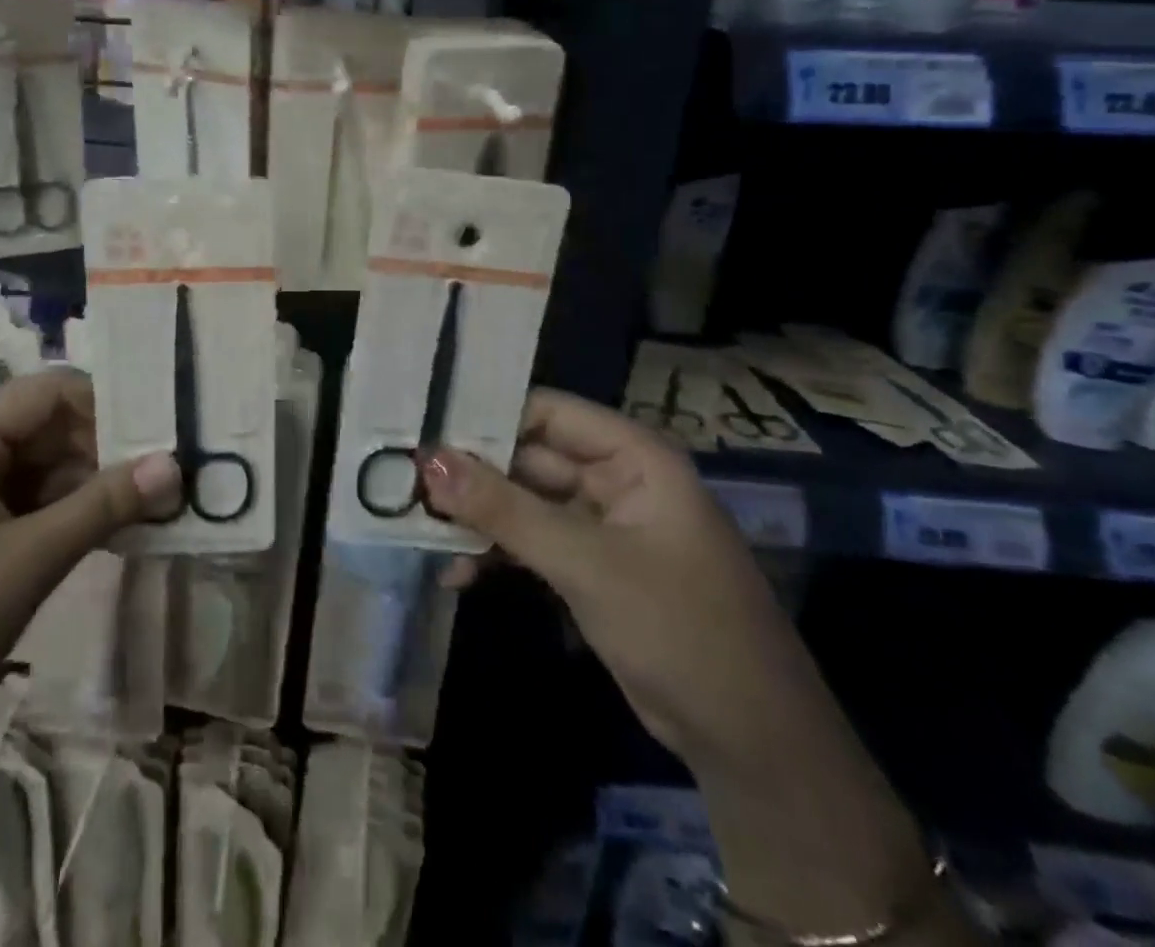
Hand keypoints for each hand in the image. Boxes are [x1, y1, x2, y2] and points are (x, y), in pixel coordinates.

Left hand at [0, 369, 178, 774]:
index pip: (53, 390)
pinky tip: (87, 538)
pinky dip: (52, 512)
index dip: (110, 408)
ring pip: (32, 464)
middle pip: (44, 425)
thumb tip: (174, 464)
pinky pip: (11, 497)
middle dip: (101, 453)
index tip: (159, 441)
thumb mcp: (31, 560)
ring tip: (133, 516)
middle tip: (157, 486)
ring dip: (81, 486)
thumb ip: (105, 505)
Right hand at [421, 388, 832, 773]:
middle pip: (529, 457)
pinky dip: (497, 554)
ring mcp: (601, 527)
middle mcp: (615, 480)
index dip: (486, 415)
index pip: (546, 411)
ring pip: (524, 502)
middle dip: (472, 472)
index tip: (424, 426)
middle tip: (404, 478)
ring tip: (418, 523)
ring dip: (478, 516)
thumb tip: (428, 460)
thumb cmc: (679, 627)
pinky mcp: (589, 568)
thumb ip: (503, 509)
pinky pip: (531, 543)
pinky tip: (455, 571)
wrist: (750, 743)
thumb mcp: (585, 562)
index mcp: (633, 456)